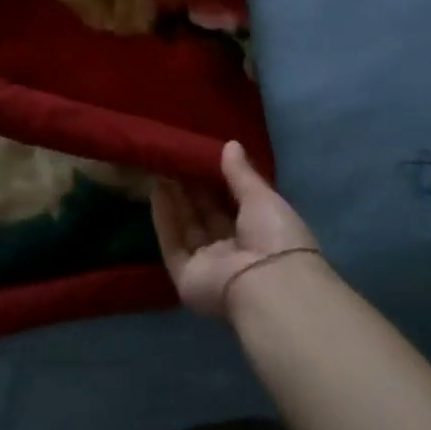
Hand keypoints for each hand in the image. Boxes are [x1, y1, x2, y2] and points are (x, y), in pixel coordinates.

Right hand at [150, 141, 319, 318]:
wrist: (266, 285)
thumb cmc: (274, 237)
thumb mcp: (262, 197)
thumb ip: (241, 173)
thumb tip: (231, 144)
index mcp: (260, 236)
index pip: (234, 206)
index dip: (216, 183)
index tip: (199, 157)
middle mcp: (233, 252)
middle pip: (207, 217)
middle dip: (192, 190)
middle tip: (175, 159)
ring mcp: (208, 266)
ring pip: (187, 228)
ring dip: (174, 200)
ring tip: (160, 168)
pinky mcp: (186, 277)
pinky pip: (172, 244)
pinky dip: (164, 219)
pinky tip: (155, 192)